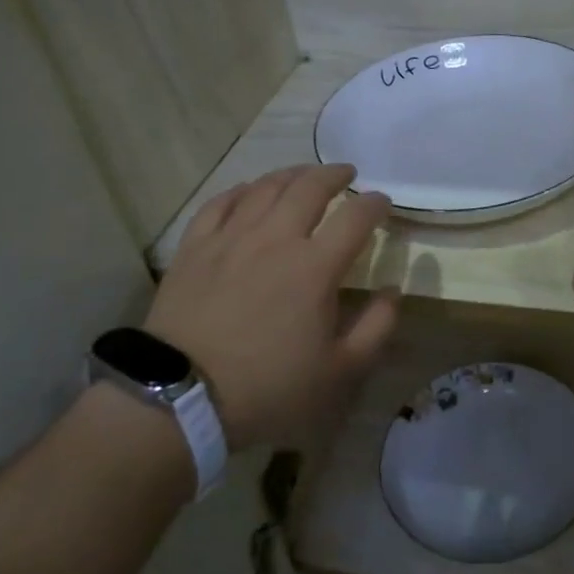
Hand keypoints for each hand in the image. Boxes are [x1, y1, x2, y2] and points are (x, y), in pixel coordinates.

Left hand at [145, 165, 398, 450]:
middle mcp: (275, 239)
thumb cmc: (268, 388)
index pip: (355, 217)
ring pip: (265, 187)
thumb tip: (392, 291)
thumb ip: (376, 328)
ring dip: (291, 174)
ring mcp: (230, 239)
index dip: (374, 204)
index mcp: (315, 267)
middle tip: (347, 174)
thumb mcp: (339, 372)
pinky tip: (249, 191)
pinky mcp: (194, 248)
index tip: (383, 202)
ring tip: (304, 175)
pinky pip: (220, 203)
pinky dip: (241, 190)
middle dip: (334, 174)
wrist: (181, 399)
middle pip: (309, 187)